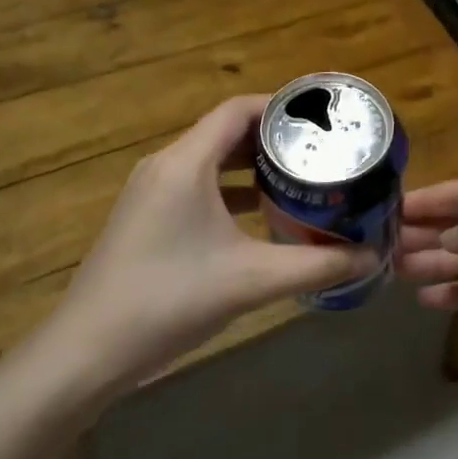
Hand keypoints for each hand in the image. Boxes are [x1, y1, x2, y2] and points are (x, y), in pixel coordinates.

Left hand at [43, 95, 370, 396]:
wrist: (87, 351)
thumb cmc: (169, 300)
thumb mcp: (252, 281)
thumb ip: (316, 266)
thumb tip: (370, 257)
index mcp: (186, 163)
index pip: (237, 110)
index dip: (280, 107)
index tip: (321, 121)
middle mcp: (165, 166)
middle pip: (225, 132)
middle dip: (272, 139)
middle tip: (319, 152)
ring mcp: (150, 192)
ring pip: (209, 161)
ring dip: (250, 166)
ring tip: (297, 179)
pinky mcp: (144, 218)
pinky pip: (194, 186)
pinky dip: (228, 190)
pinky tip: (257, 216)